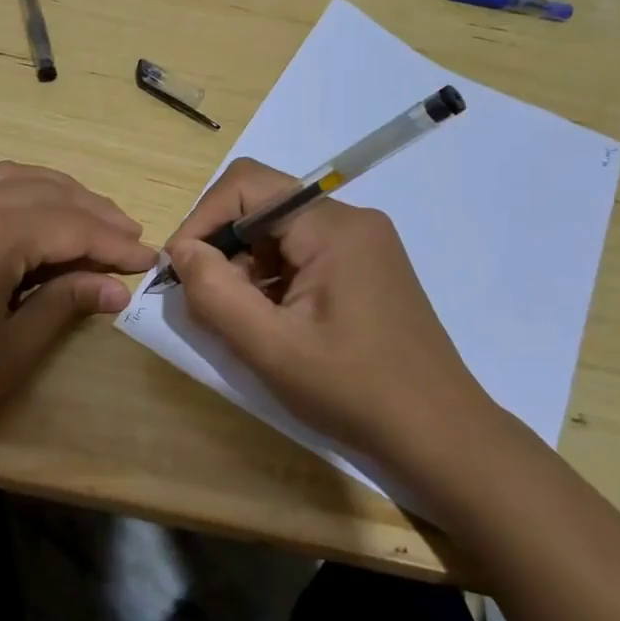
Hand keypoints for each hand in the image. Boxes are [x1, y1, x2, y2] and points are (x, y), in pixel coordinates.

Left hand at [0, 162, 155, 464]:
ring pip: (13, 179)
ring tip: (92, 222)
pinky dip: (21, 196)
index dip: (115, 243)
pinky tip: (35, 222)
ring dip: (58, 196)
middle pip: (47, 192)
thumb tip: (114, 288)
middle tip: (129, 238)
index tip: (149, 260)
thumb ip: (65, 305)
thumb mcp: (11, 350)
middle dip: (94, 212)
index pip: (73, 225)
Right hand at [165, 157, 499, 478]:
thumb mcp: (270, 347)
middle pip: (263, 207)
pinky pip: (302, 256)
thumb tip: (180, 250)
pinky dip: (273, 282)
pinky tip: (273, 325)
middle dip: (224, 248)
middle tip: (208, 303)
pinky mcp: (366, 269)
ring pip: (280, 234)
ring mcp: (363, 245)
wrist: (439, 435)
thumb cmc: (353, 390)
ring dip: (247, 270)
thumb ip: (215, 292)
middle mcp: (351, 221)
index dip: (203, 218)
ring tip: (242, 322)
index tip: (180, 268)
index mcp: (333, 227)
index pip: (248, 185)